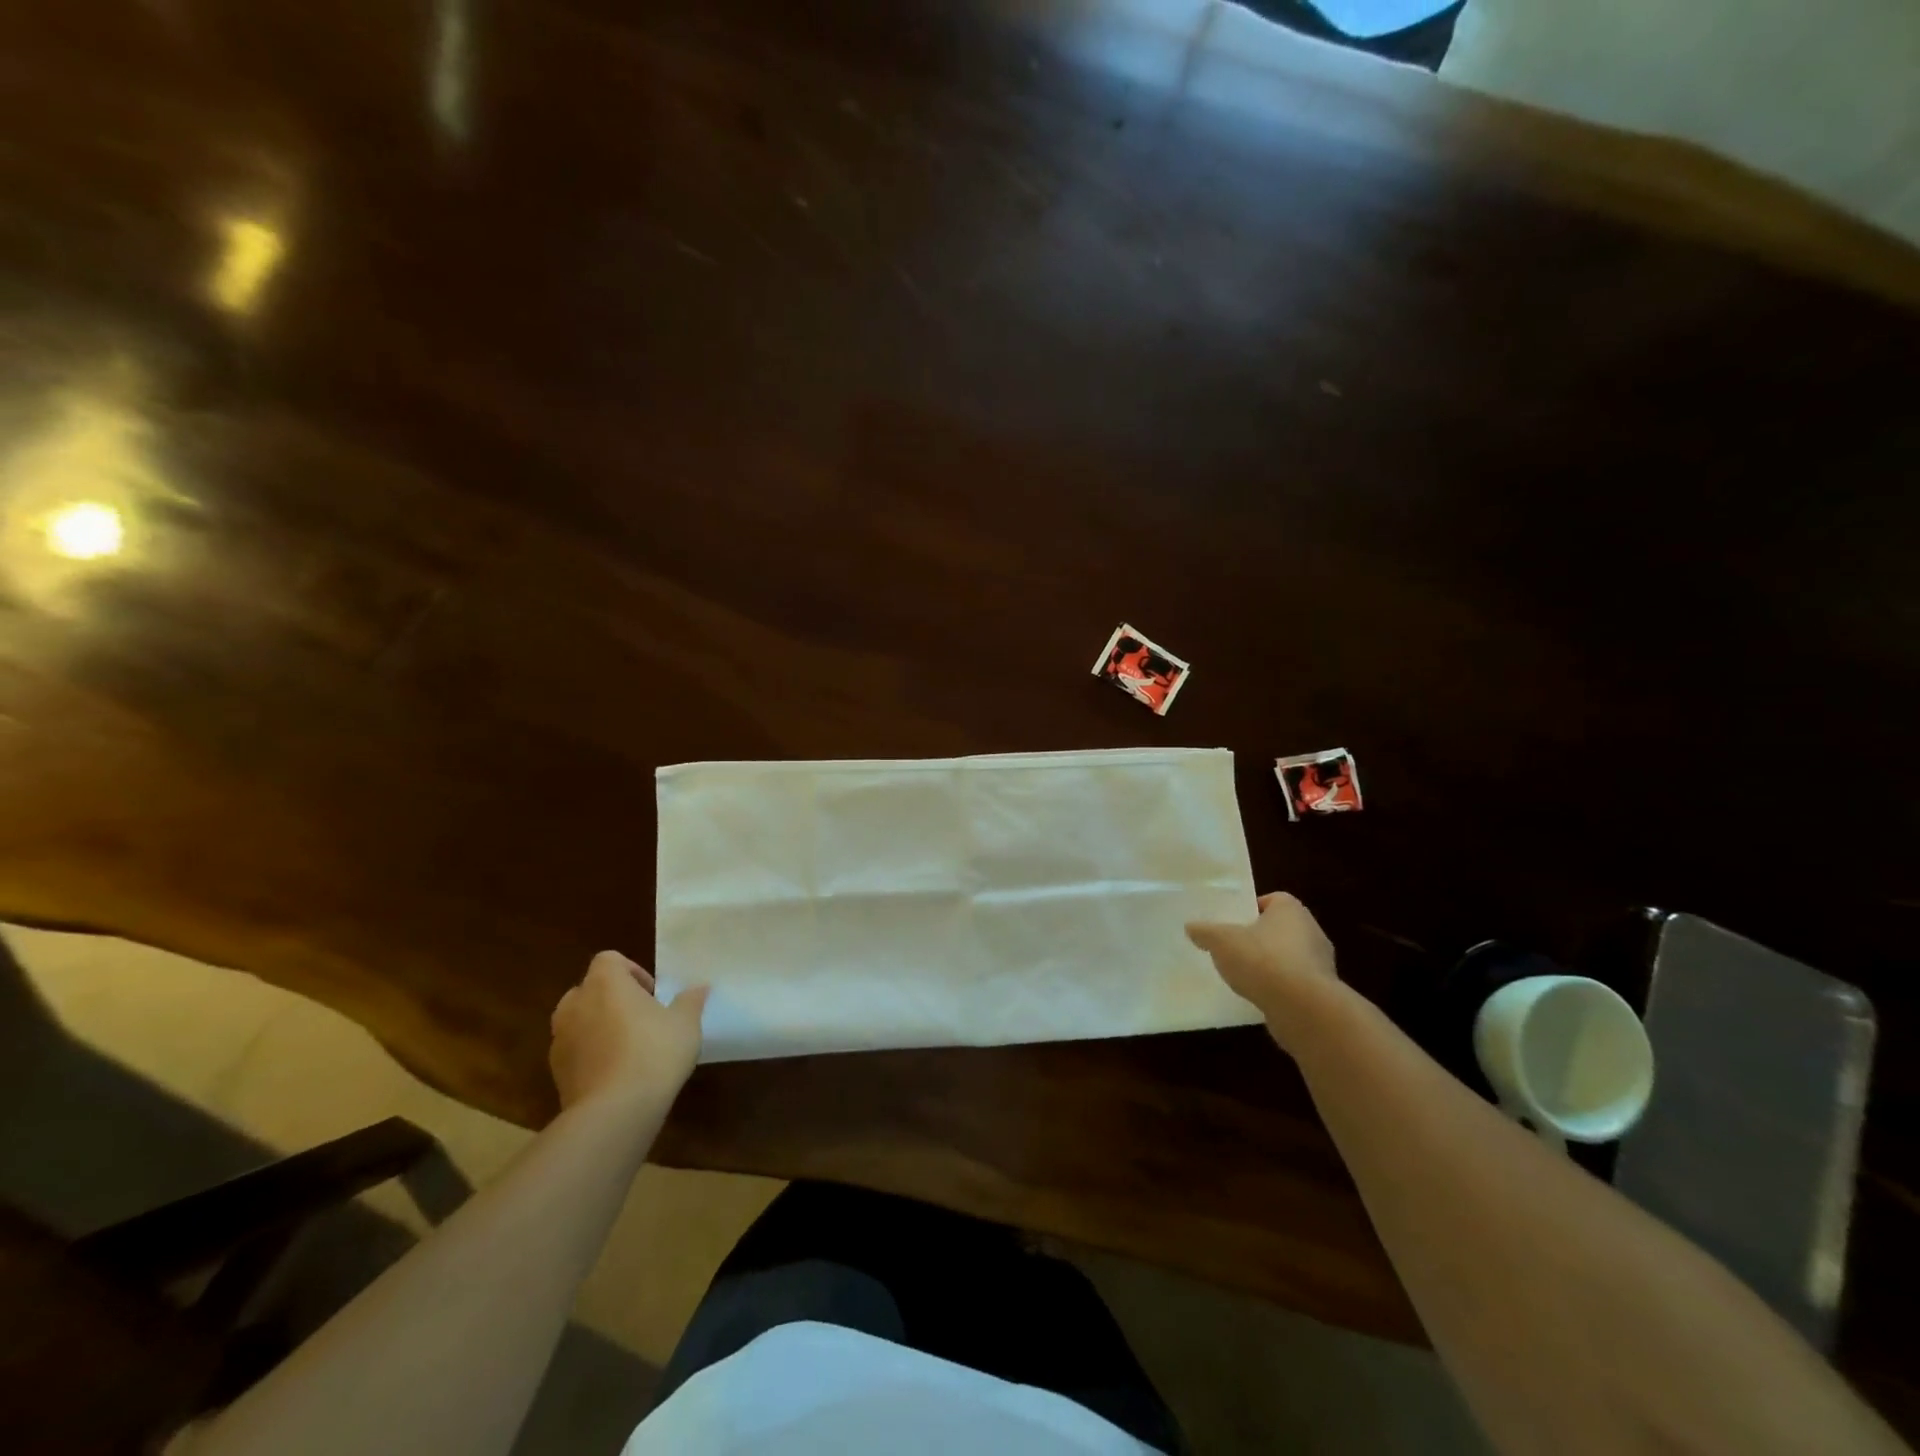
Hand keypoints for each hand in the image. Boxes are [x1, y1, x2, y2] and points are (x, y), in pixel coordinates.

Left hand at [549, 951, 708, 1117]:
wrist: (614, 1112)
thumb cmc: (653, 1053)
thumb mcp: (685, 1023)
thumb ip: (690, 1000)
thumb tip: (700, 987)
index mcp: (604, 984)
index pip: (608, 959)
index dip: (630, 970)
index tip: (650, 993)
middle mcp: (575, 1005)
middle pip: (589, 989)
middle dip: (612, 999)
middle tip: (640, 1017)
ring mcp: (560, 1040)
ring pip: (578, 1021)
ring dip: (598, 1026)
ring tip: (627, 1047)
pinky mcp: (556, 1073)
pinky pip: (574, 1051)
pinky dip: (590, 1055)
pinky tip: (616, 1074)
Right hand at [1186, 892, 1338, 1045]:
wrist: (1303, 1008)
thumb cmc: (1262, 960)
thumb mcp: (1222, 941)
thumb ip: (1205, 932)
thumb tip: (1191, 927)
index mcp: (1291, 910)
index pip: (1272, 900)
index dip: (1251, 909)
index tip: (1233, 923)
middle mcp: (1311, 931)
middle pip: (1280, 929)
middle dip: (1259, 938)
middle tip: (1234, 948)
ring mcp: (1320, 964)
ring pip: (1289, 958)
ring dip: (1270, 966)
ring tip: (1243, 976)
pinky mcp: (1322, 993)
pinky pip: (1295, 984)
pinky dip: (1279, 989)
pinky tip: (1260, 997)